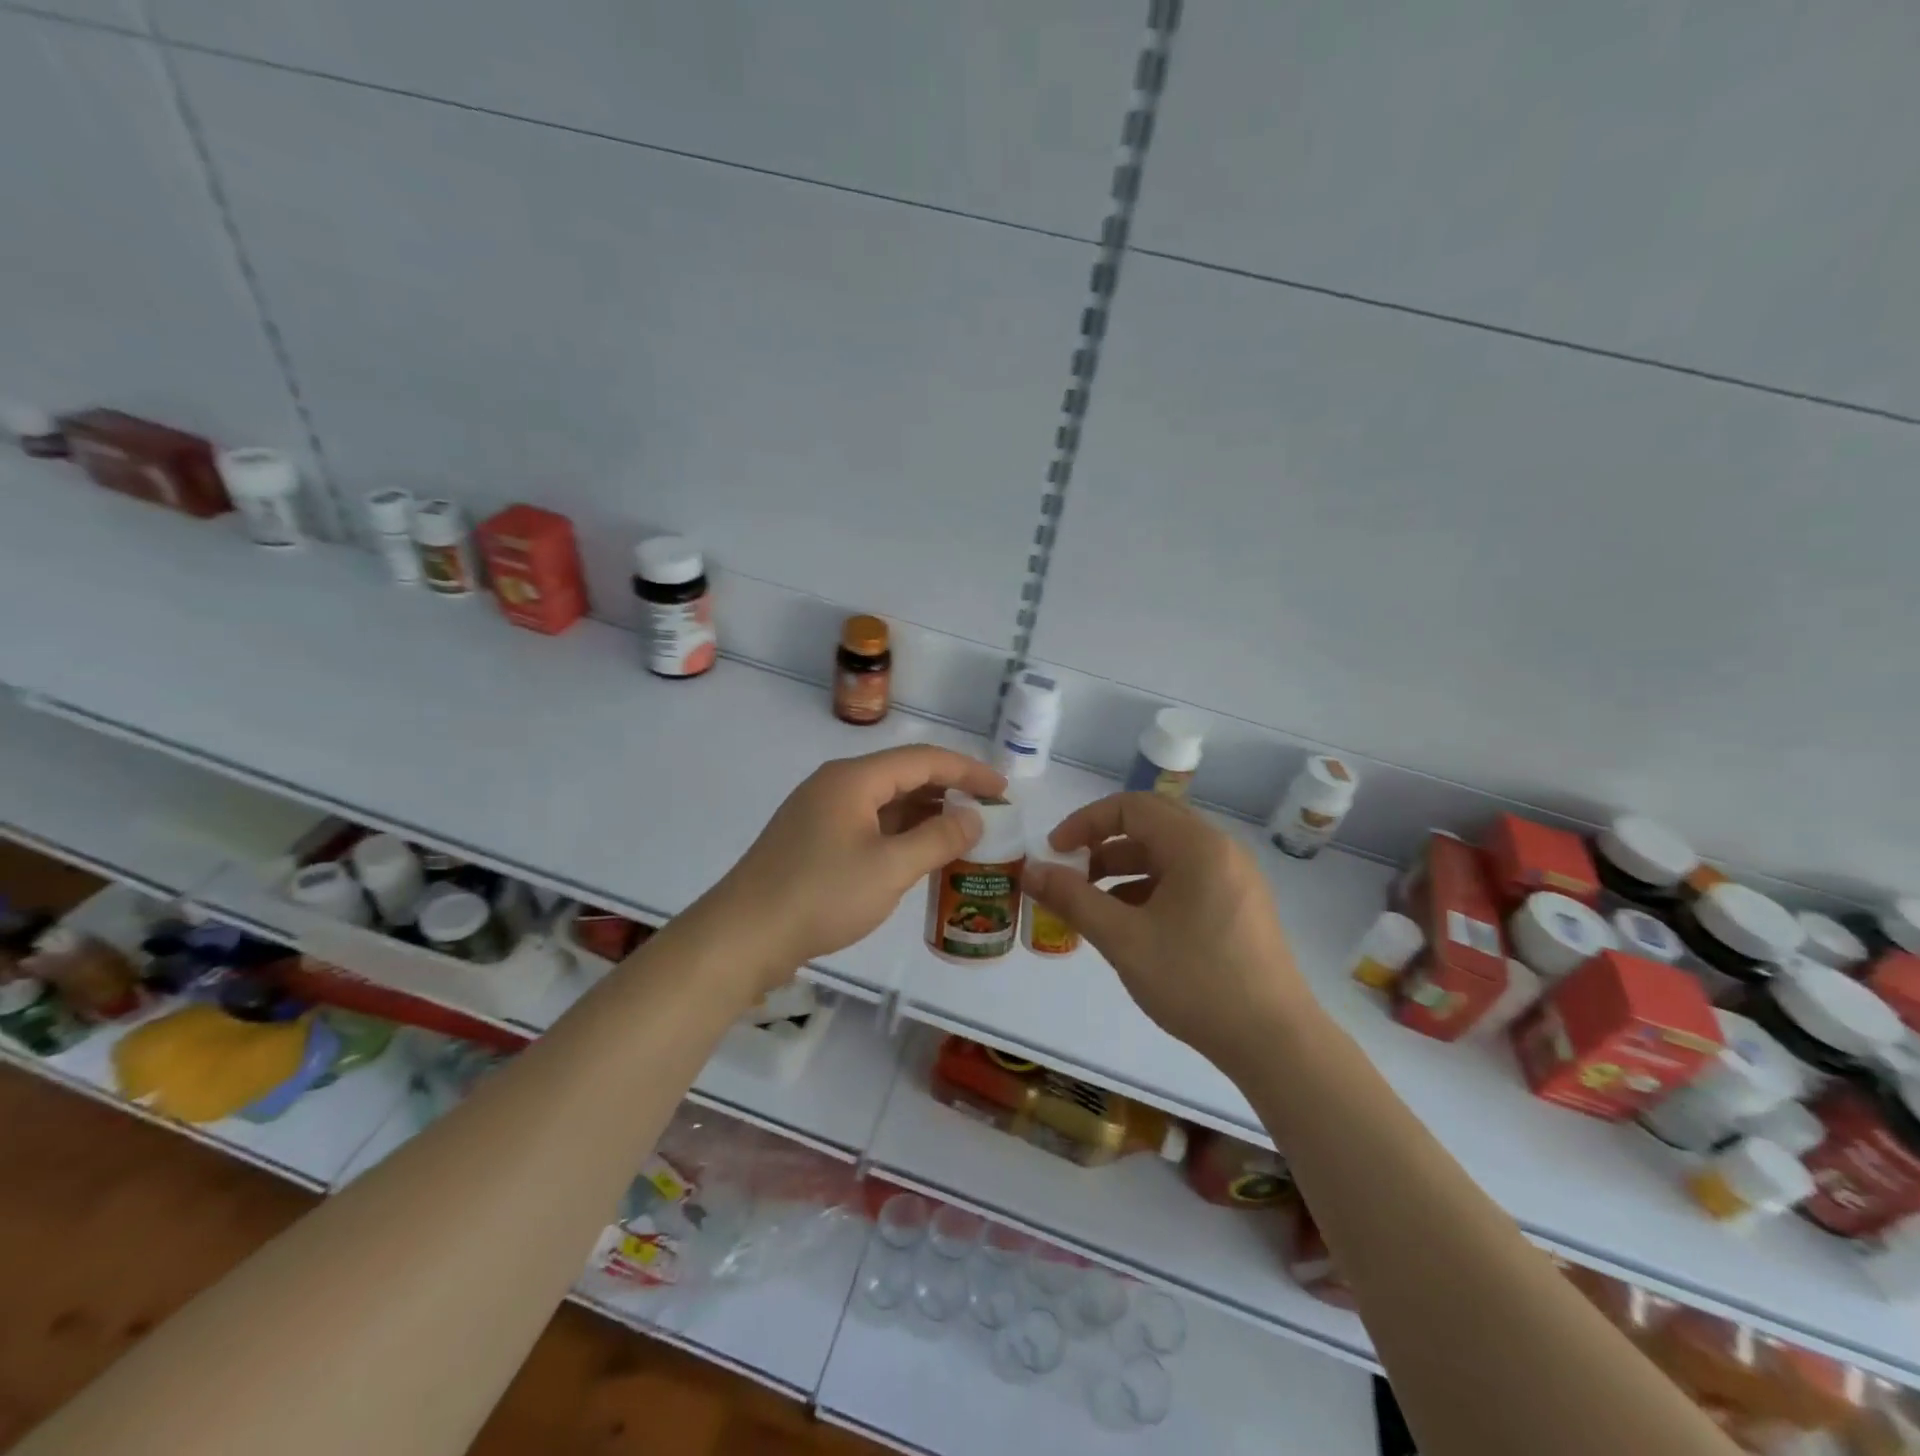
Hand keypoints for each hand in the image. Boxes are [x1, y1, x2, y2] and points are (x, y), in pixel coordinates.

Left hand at [709, 744, 1004, 985]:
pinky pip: (869, 824)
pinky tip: (920, 853)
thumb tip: (974, 818)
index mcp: (854, 779)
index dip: (968, 771)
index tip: (1003, 791)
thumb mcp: (890, 868)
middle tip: (988, 812)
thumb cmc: (821, 895)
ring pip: (886, 802)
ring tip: (963, 833)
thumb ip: (938, 839)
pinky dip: (900, 833)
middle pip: (904, 775)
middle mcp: (836, 785)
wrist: (743, 936)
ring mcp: (821, 812)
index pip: (923, 759)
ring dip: (925, 814)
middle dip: (949, 791)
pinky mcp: (813, 840)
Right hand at [1023, 792, 1314, 1071]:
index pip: (1131, 807)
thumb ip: (1072, 899)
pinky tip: (1131, 924)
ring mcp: (1235, 878)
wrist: (1275, 1043)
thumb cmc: (1196, 982)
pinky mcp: (1241, 906)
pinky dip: (1151, 889)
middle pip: (1151, 825)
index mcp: (1197, 845)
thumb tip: (1030, 871)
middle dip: (1103, 844)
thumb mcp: (1123, 939)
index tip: (1054, 852)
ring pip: (1168, 854)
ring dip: (1125, 868)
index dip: (1085, 823)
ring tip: (1094, 904)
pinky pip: (1186, 879)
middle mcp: (1221, 850)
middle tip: (1072, 872)